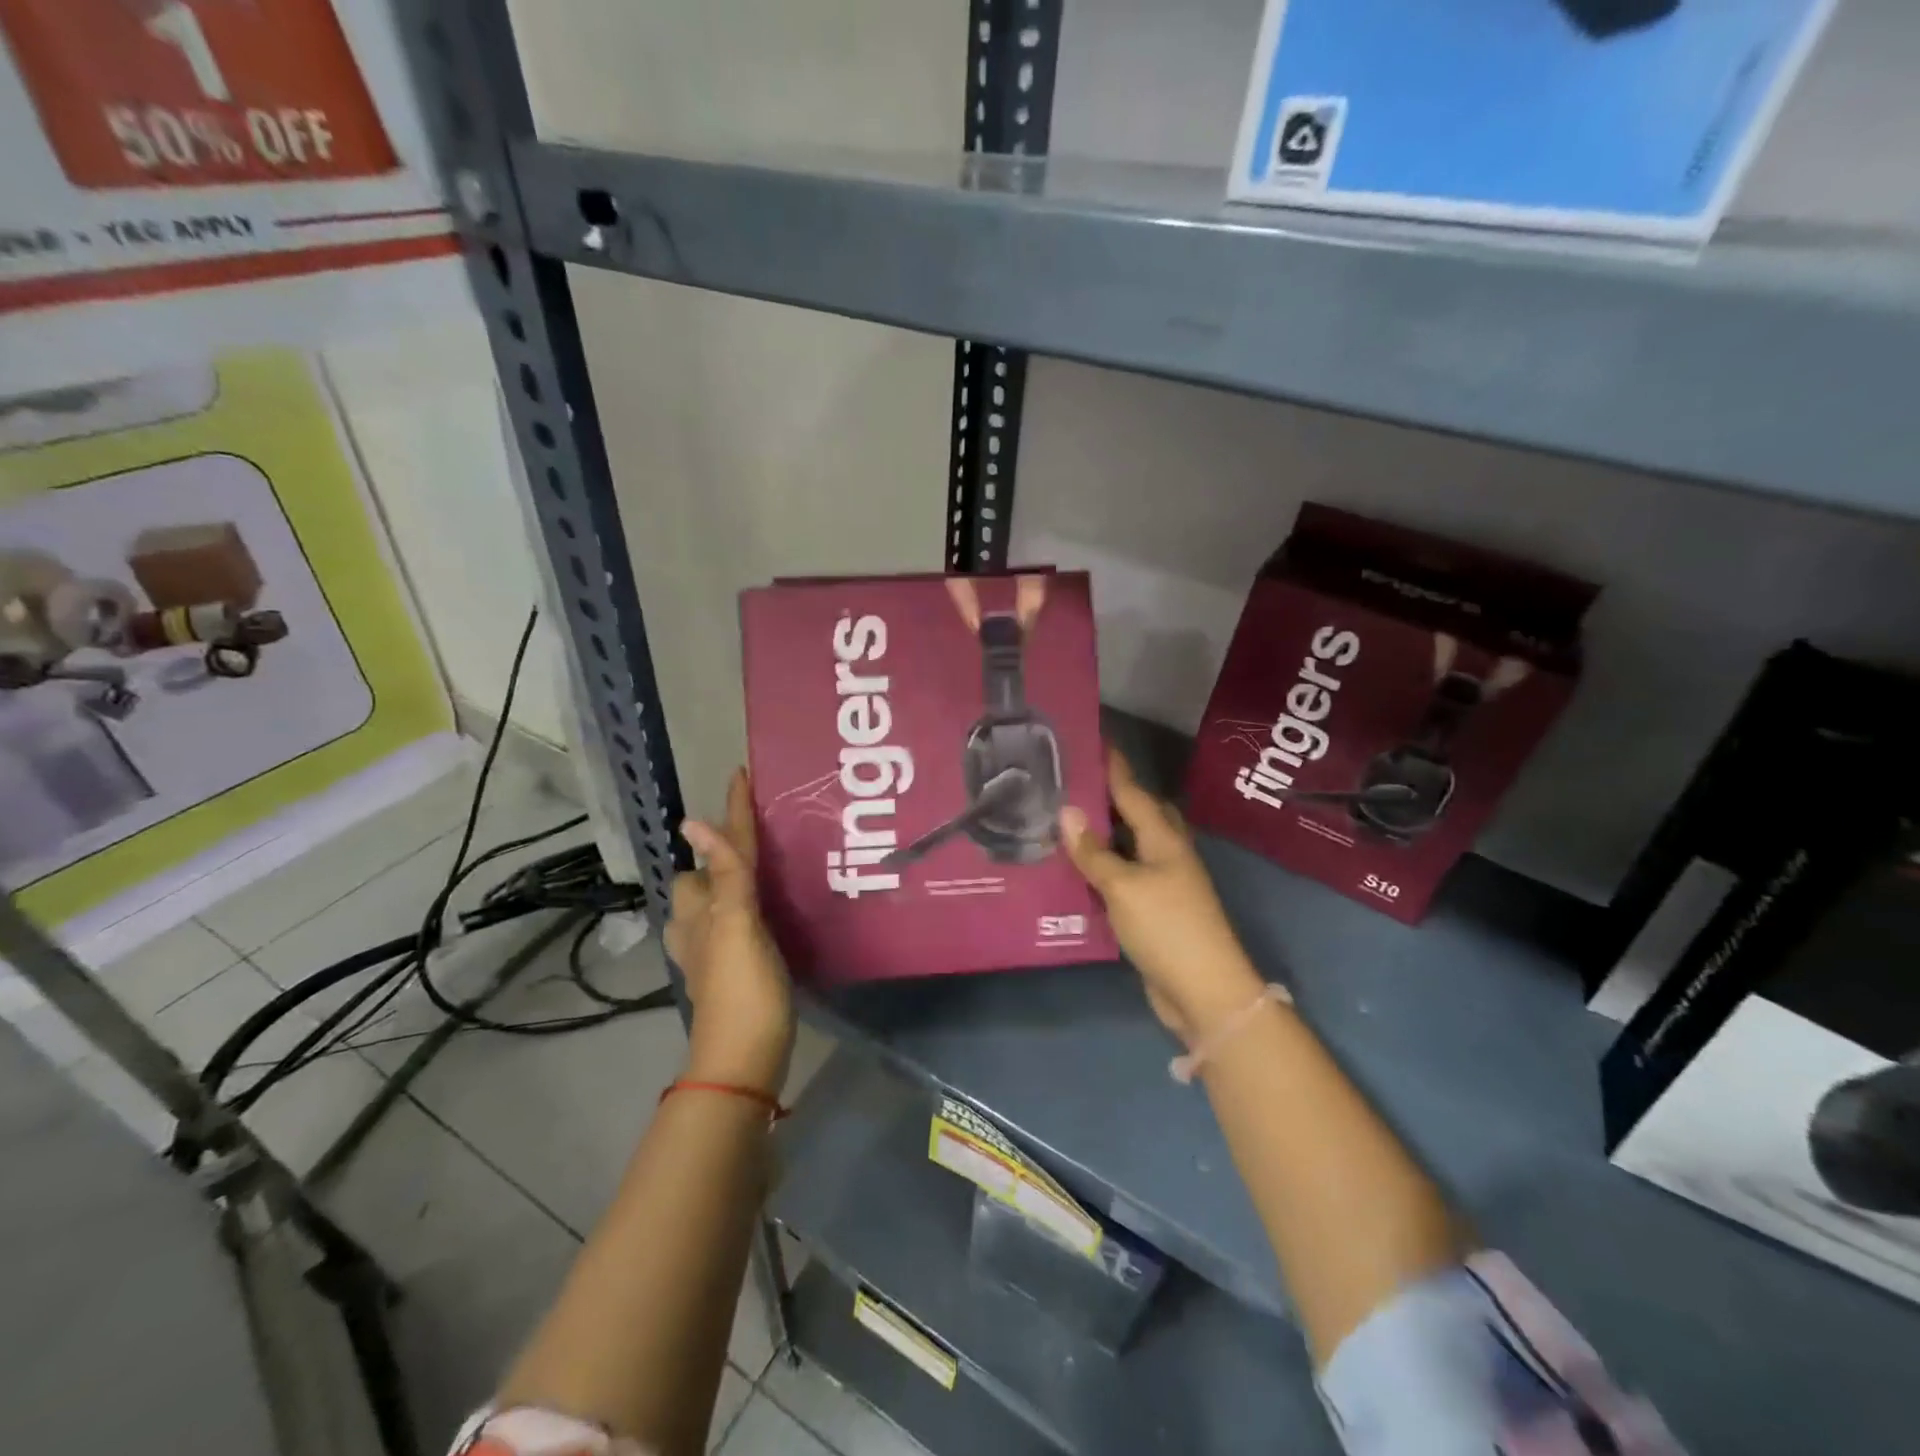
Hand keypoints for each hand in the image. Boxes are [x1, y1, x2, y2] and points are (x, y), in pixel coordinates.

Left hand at [665, 769, 793, 1095]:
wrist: (744, 1060)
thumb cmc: (743, 990)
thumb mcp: (736, 926)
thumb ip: (725, 875)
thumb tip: (692, 822)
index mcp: (704, 909)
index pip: (721, 849)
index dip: (731, 814)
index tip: (740, 774)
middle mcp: (701, 925)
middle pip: (706, 875)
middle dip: (723, 851)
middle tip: (762, 834)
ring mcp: (713, 950)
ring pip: (718, 900)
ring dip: (734, 880)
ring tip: (767, 870)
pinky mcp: (732, 969)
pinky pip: (735, 923)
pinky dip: (747, 908)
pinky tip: (770, 914)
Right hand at [1060, 748, 1266, 1045]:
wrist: (1204, 990)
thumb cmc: (1166, 927)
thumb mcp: (1124, 886)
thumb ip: (1094, 851)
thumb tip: (1067, 811)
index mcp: (1163, 837)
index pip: (1132, 790)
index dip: (1112, 765)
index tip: (1091, 737)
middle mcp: (1165, 852)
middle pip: (1135, 813)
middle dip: (1107, 794)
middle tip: (1069, 781)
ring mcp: (1162, 882)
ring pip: (1127, 845)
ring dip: (1101, 832)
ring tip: (1062, 819)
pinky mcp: (1153, 908)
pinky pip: (1122, 875)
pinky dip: (1100, 867)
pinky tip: (1074, 869)